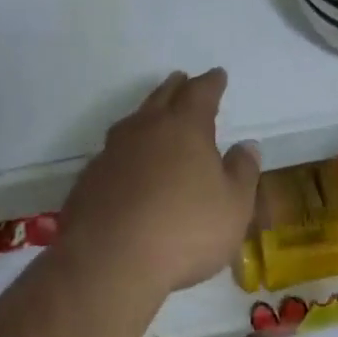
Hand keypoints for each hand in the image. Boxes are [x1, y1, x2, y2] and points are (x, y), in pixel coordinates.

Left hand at [59, 69, 259, 300]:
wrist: (109, 261)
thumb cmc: (183, 230)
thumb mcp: (233, 207)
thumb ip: (242, 172)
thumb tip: (247, 145)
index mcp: (185, 126)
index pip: (201, 92)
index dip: (212, 83)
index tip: (218, 75)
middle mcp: (147, 128)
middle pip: (163, 96)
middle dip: (176, 87)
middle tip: (183, 79)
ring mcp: (113, 151)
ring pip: (134, 120)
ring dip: (147, 114)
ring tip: (154, 115)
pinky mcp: (90, 179)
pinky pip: (113, 152)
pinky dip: (126, 150)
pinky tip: (126, 164)